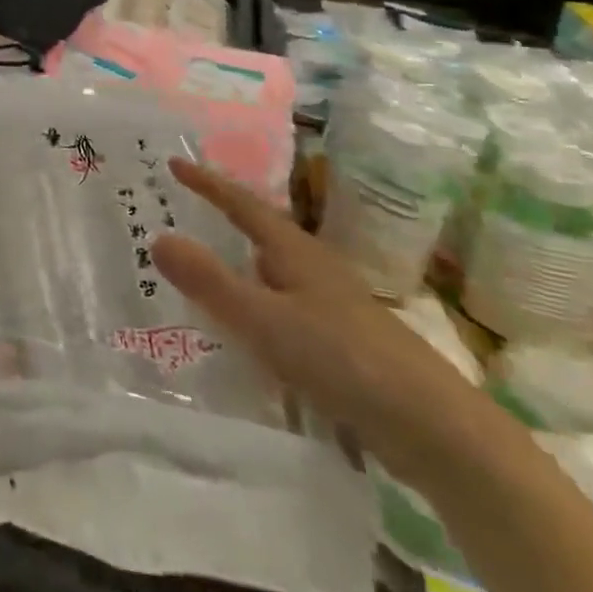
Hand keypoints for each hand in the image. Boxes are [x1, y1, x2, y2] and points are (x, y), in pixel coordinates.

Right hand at [155, 158, 500, 484]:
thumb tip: (156, 236)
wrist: (436, 429)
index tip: (175, 162)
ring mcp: (331, 306)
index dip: (207, 183)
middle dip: (222, 221)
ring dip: (237, 267)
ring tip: (200, 271)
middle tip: (179, 213)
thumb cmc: (344, 360)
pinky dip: (255, 306)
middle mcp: (313, 269)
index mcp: (294, 251)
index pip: (242, 204)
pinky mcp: (342, 342)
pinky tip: (245, 331)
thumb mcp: (264, 320)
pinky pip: (282, 308)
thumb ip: (209, 281)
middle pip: (259, 234)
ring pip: (271, 274)